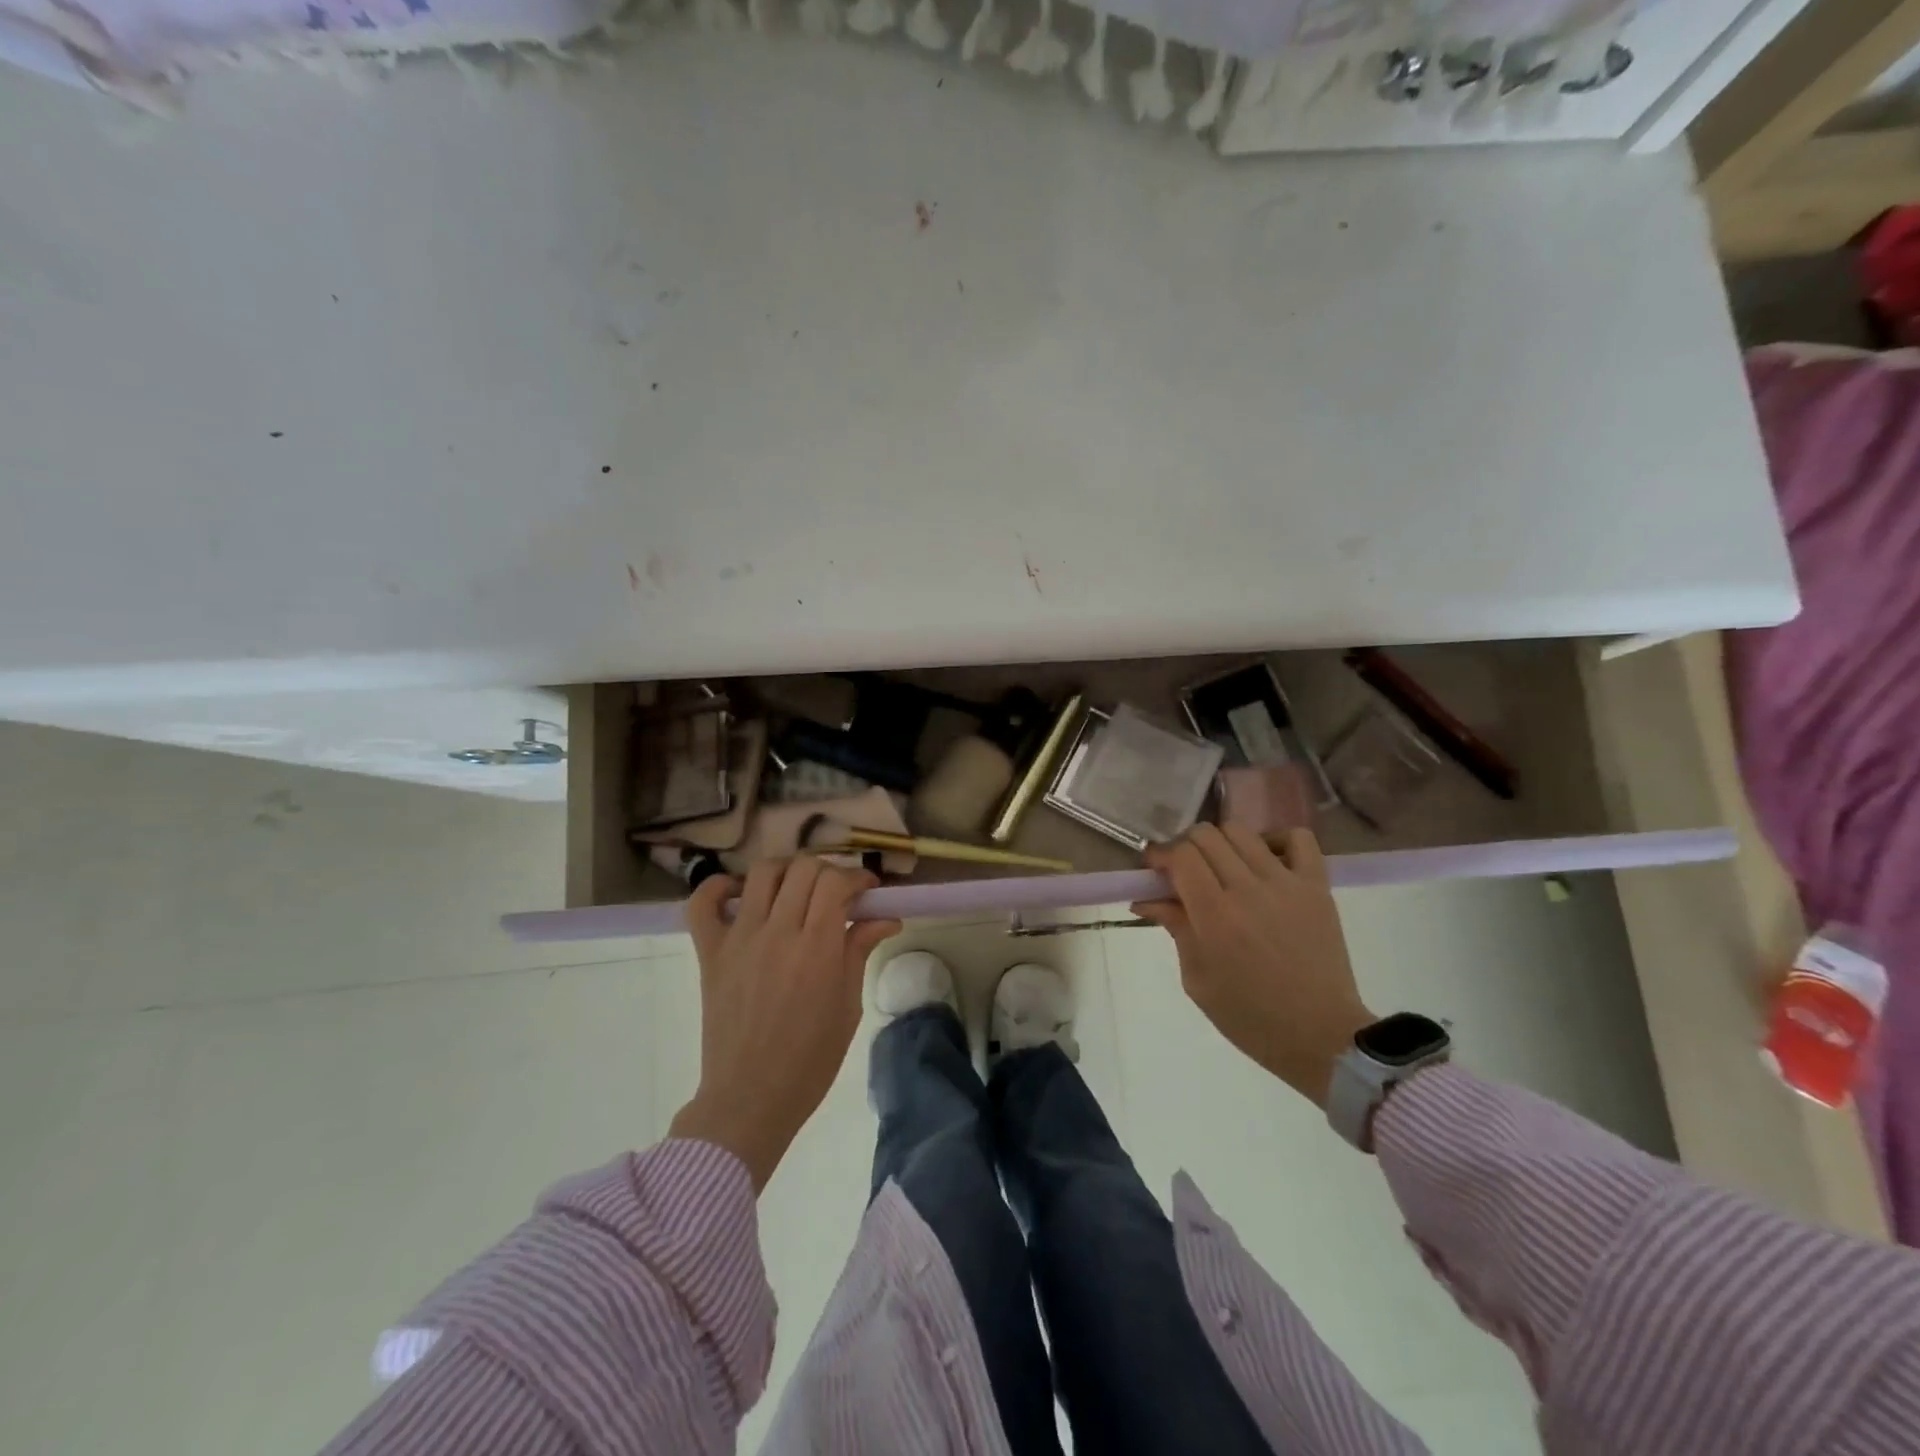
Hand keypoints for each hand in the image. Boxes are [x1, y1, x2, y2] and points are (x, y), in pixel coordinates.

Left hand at [669, 859, 900, 1190]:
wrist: (751, 1098)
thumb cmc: (810, 1059)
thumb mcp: (848, 1006)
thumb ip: (859, 951)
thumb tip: (886, 917)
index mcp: (817, 948)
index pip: (835, 882)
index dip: (856, 876)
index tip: (867, 890)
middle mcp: (778, 932)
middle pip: (803, 869)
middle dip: (827, 872)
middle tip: (836, 894)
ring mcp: (739, 939)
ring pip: (761, 874)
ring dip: (785, 872)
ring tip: (795, 891)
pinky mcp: (710, 953)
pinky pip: (702, 904)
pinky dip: (719, 888)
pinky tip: (739, 894)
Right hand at [1134, 825, 1373, 1107]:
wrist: (1321, 1037)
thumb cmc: (1250, 1017)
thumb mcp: (1198, 980)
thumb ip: (1176, 929)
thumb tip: (1146, 899)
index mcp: (1214, 916)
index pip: (1181, 855)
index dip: (1161, 857)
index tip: (1155, 871)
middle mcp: (1247, 889)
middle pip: (1206, 836)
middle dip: (1186, 847)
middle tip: (1185, 872)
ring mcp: (1286, 884)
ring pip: (1242, 831)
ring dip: (1222, 842)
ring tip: (1223, 867)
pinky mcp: (1317, 887)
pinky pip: (1299, 839)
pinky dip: (1277, 840)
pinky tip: (1266, 861)